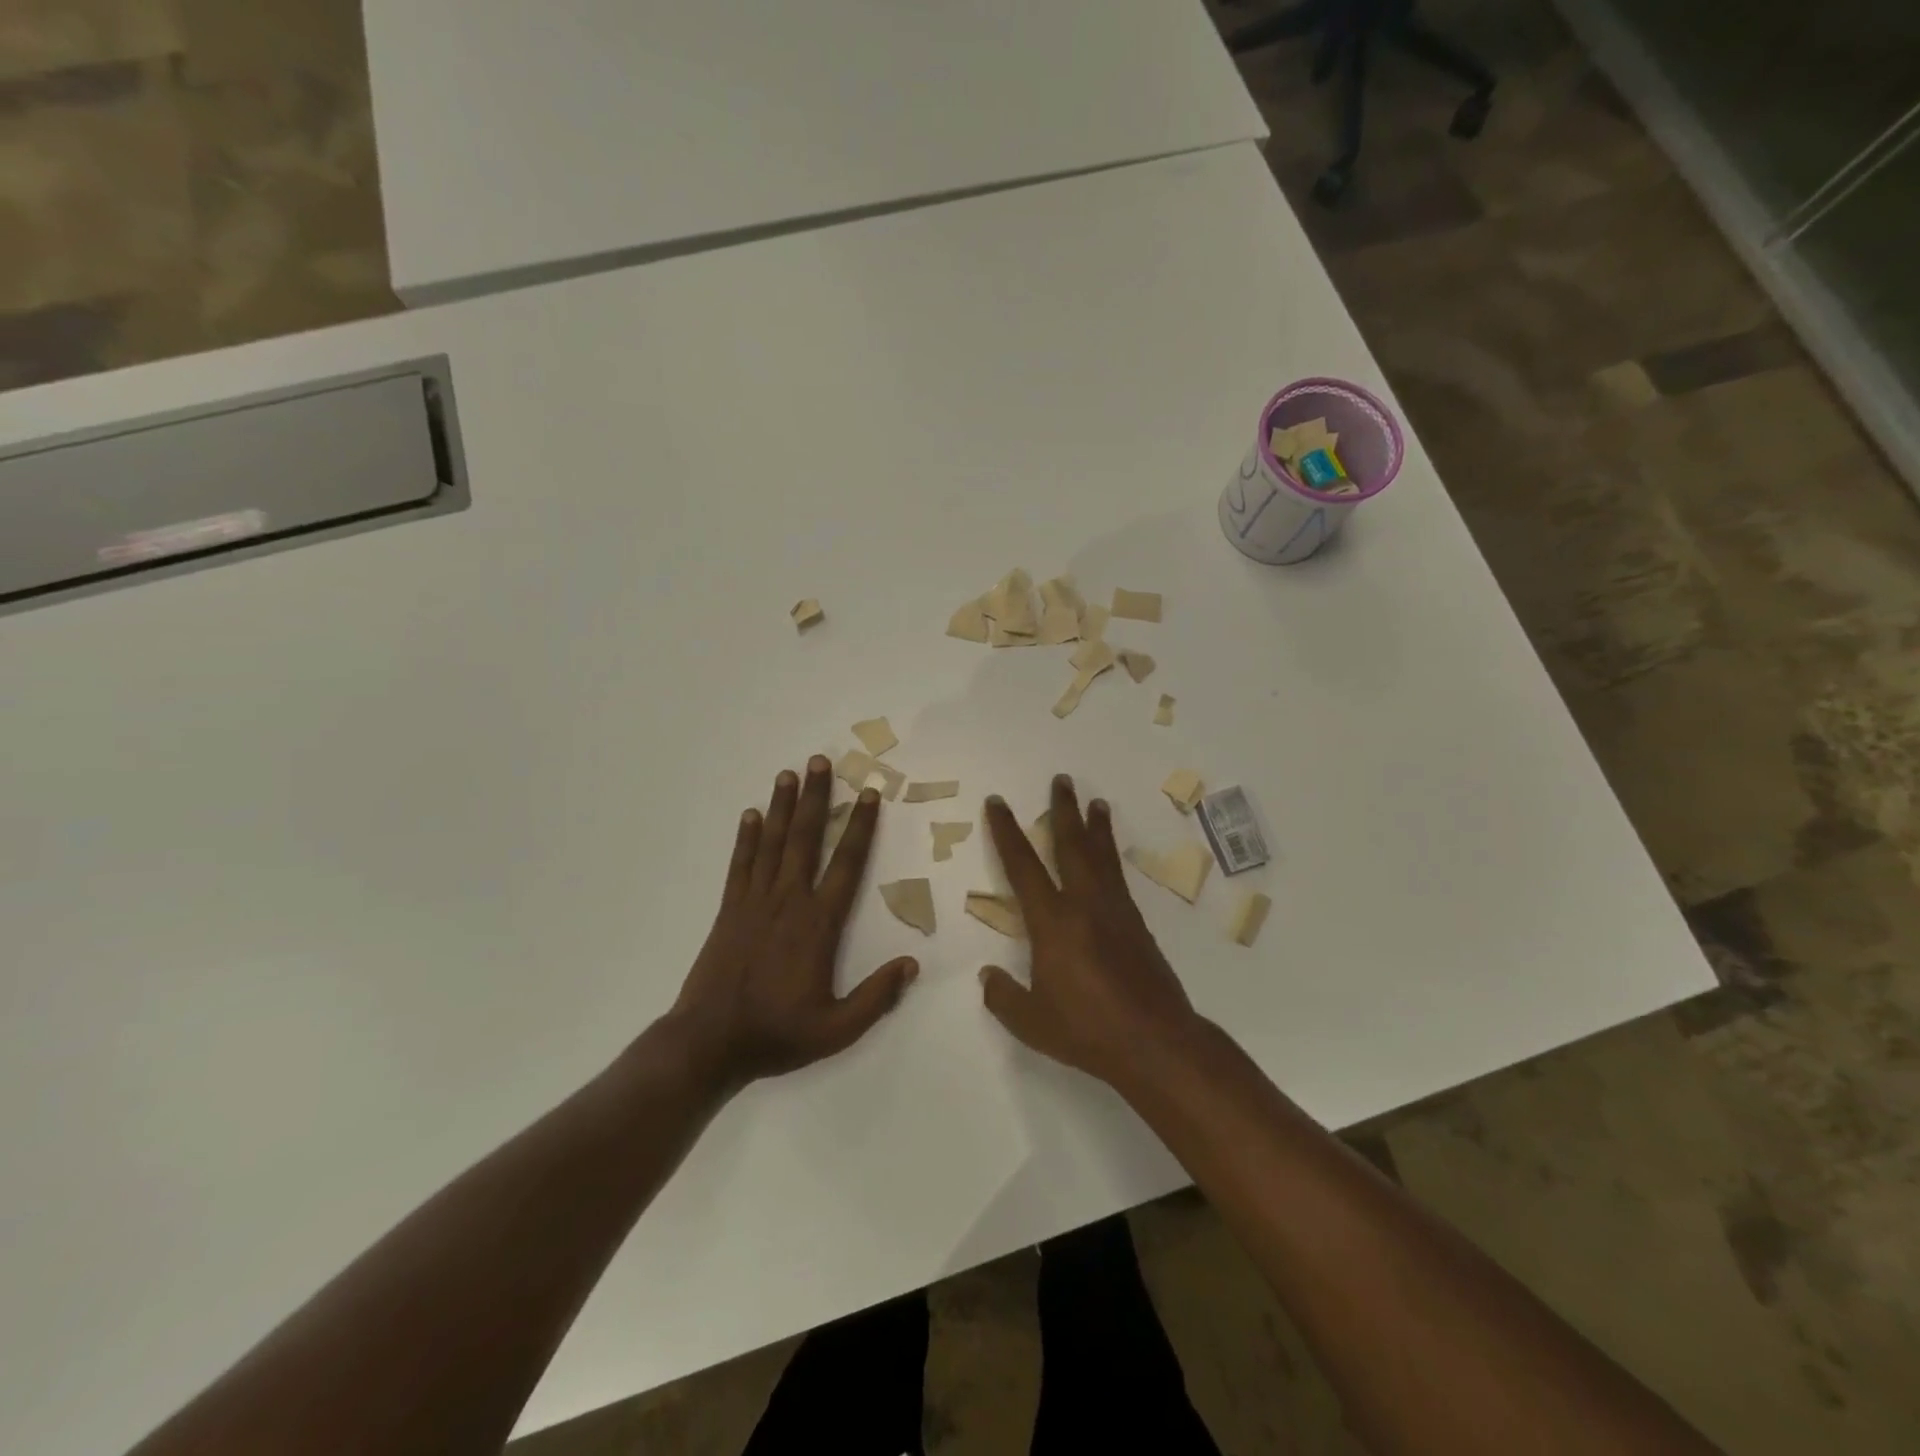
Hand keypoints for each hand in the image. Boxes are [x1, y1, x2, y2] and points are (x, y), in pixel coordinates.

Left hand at [665, 757, 917, 1095]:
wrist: (709, 1043)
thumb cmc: (778, 1033)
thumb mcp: (837, 1029)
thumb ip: (877, 997)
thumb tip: (912, 965)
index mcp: (818, 924)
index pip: (846, 864)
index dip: (859, 827)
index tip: (868, 794)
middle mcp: (788, 901)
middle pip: (805, 838)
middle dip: (815, 797)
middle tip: (819, 760)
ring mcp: (754, 902)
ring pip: (772, 843)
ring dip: (781, 806)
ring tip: (788, 773)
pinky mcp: (729, 910)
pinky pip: (740, 864)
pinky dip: (745, 838)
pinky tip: (750, 814)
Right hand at [978, 775, 1203, 1088]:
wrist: (1155, 1042)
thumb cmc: (1086, 1030)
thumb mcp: (1031, 1021)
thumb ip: (1003, 996)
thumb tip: (988, 976)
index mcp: (1052, 922)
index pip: (1023, 866)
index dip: (1007, 832)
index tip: (999, 803)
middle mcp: (1084, 905)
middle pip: (1071, 845)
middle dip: (1063, 810)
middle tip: (1062, 780)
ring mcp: (1115, 912)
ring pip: (1101, 857)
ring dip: (1096, 827)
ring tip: (1096, 802)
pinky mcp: (1137, 925)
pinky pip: (1119, 878)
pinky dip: (1112, 858)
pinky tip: (1110, 859)